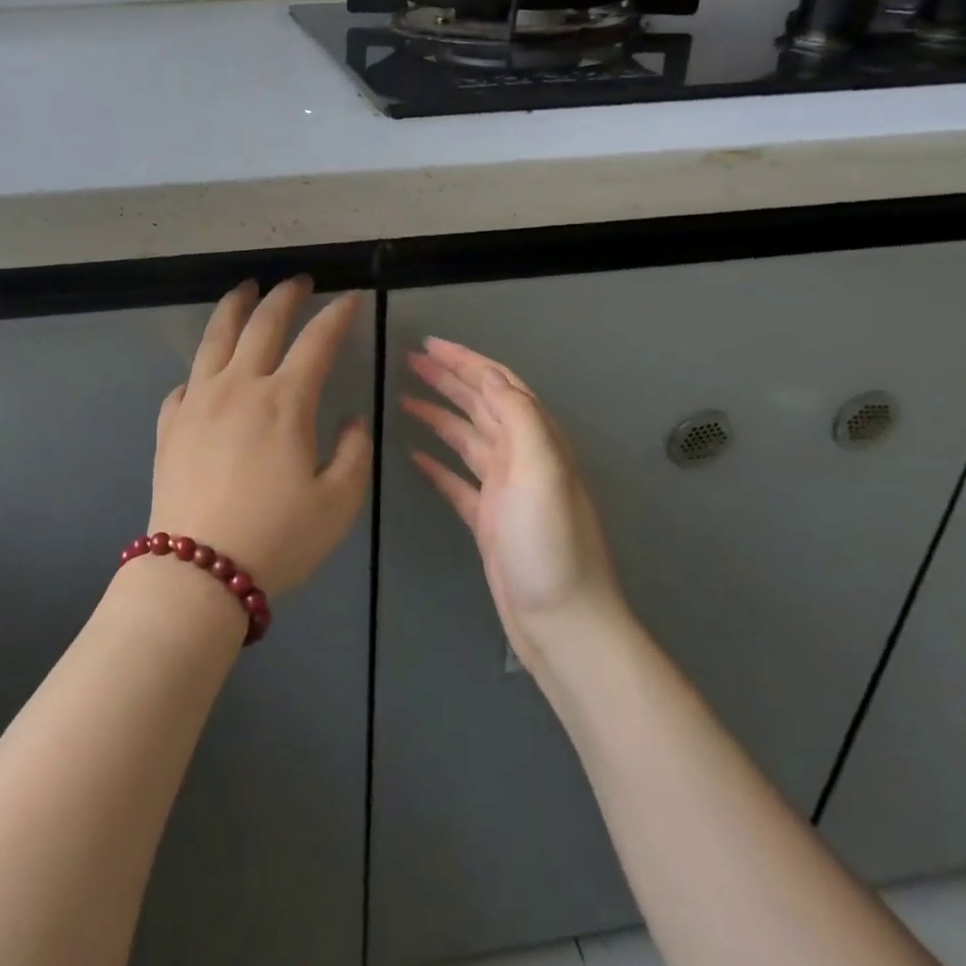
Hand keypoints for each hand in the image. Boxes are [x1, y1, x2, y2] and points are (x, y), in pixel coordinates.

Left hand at [149, 278, 372, 596]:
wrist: (198, 572)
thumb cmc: (278, 538)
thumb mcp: (339, 502)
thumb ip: (354, 452)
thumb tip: (352, 419)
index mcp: (284, 401)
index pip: (317, 341)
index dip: (337, 315)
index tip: (351, 299)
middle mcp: (239, 387)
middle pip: (262, 324)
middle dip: (285, 295)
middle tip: (299, 281)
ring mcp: (198, 402)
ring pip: (215, 338)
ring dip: (234, 307)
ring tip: (244, 289)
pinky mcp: (170, 425)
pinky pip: (184, 384)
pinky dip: (200, 369)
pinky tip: (205, 372)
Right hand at [403, 337, 625, 657]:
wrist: (561, 622)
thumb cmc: (550, 544)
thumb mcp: (542, 471)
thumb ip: (520, 418)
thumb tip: (491, 376)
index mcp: (535, 440)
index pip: (498, 385)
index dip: (465, 360)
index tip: (429, 344)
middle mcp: (520, 457)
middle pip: (479, 404)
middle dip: (447, 378)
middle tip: (409, 360)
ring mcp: (503, 489)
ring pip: (465, 437)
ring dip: (437, 414)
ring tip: (404, 398)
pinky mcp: (487, 519)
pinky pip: (456, 480)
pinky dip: (436, 463)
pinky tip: (414, 455)